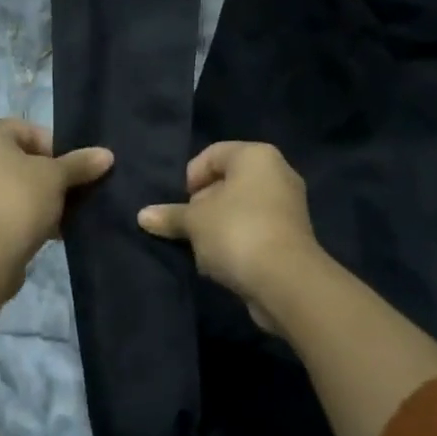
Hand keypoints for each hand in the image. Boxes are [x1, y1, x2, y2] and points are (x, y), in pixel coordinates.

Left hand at [0, 119, 112, 290]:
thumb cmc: (17, 201)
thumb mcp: (56, 177)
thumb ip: (80, 163)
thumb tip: (107, 155)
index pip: (29, 131)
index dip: (58, 149)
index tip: (75, 171)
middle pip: (20, 158)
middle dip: (50, 176)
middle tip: (73, 193)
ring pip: (12, 185)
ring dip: (40, 197)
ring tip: (65, 214)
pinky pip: (2, 206)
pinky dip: (24, 214)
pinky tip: (50, 231)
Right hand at [137, 142, 324, 329]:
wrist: (286, 282)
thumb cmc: (236, 232)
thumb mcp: (194, 221)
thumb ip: (170, 215)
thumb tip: (143, 216)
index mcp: (256, 156)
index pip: (213, 153)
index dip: (191, 177)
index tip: (182, 204)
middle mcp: (278, 173)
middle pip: (227, 181)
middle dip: (203, 204)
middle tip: (189, 227)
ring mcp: (289, 206)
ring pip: (240, 208)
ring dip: (218, 227)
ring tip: (204, 249)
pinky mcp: (292, 236)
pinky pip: (255, 229)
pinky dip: (237, 242)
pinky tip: (223, 263)